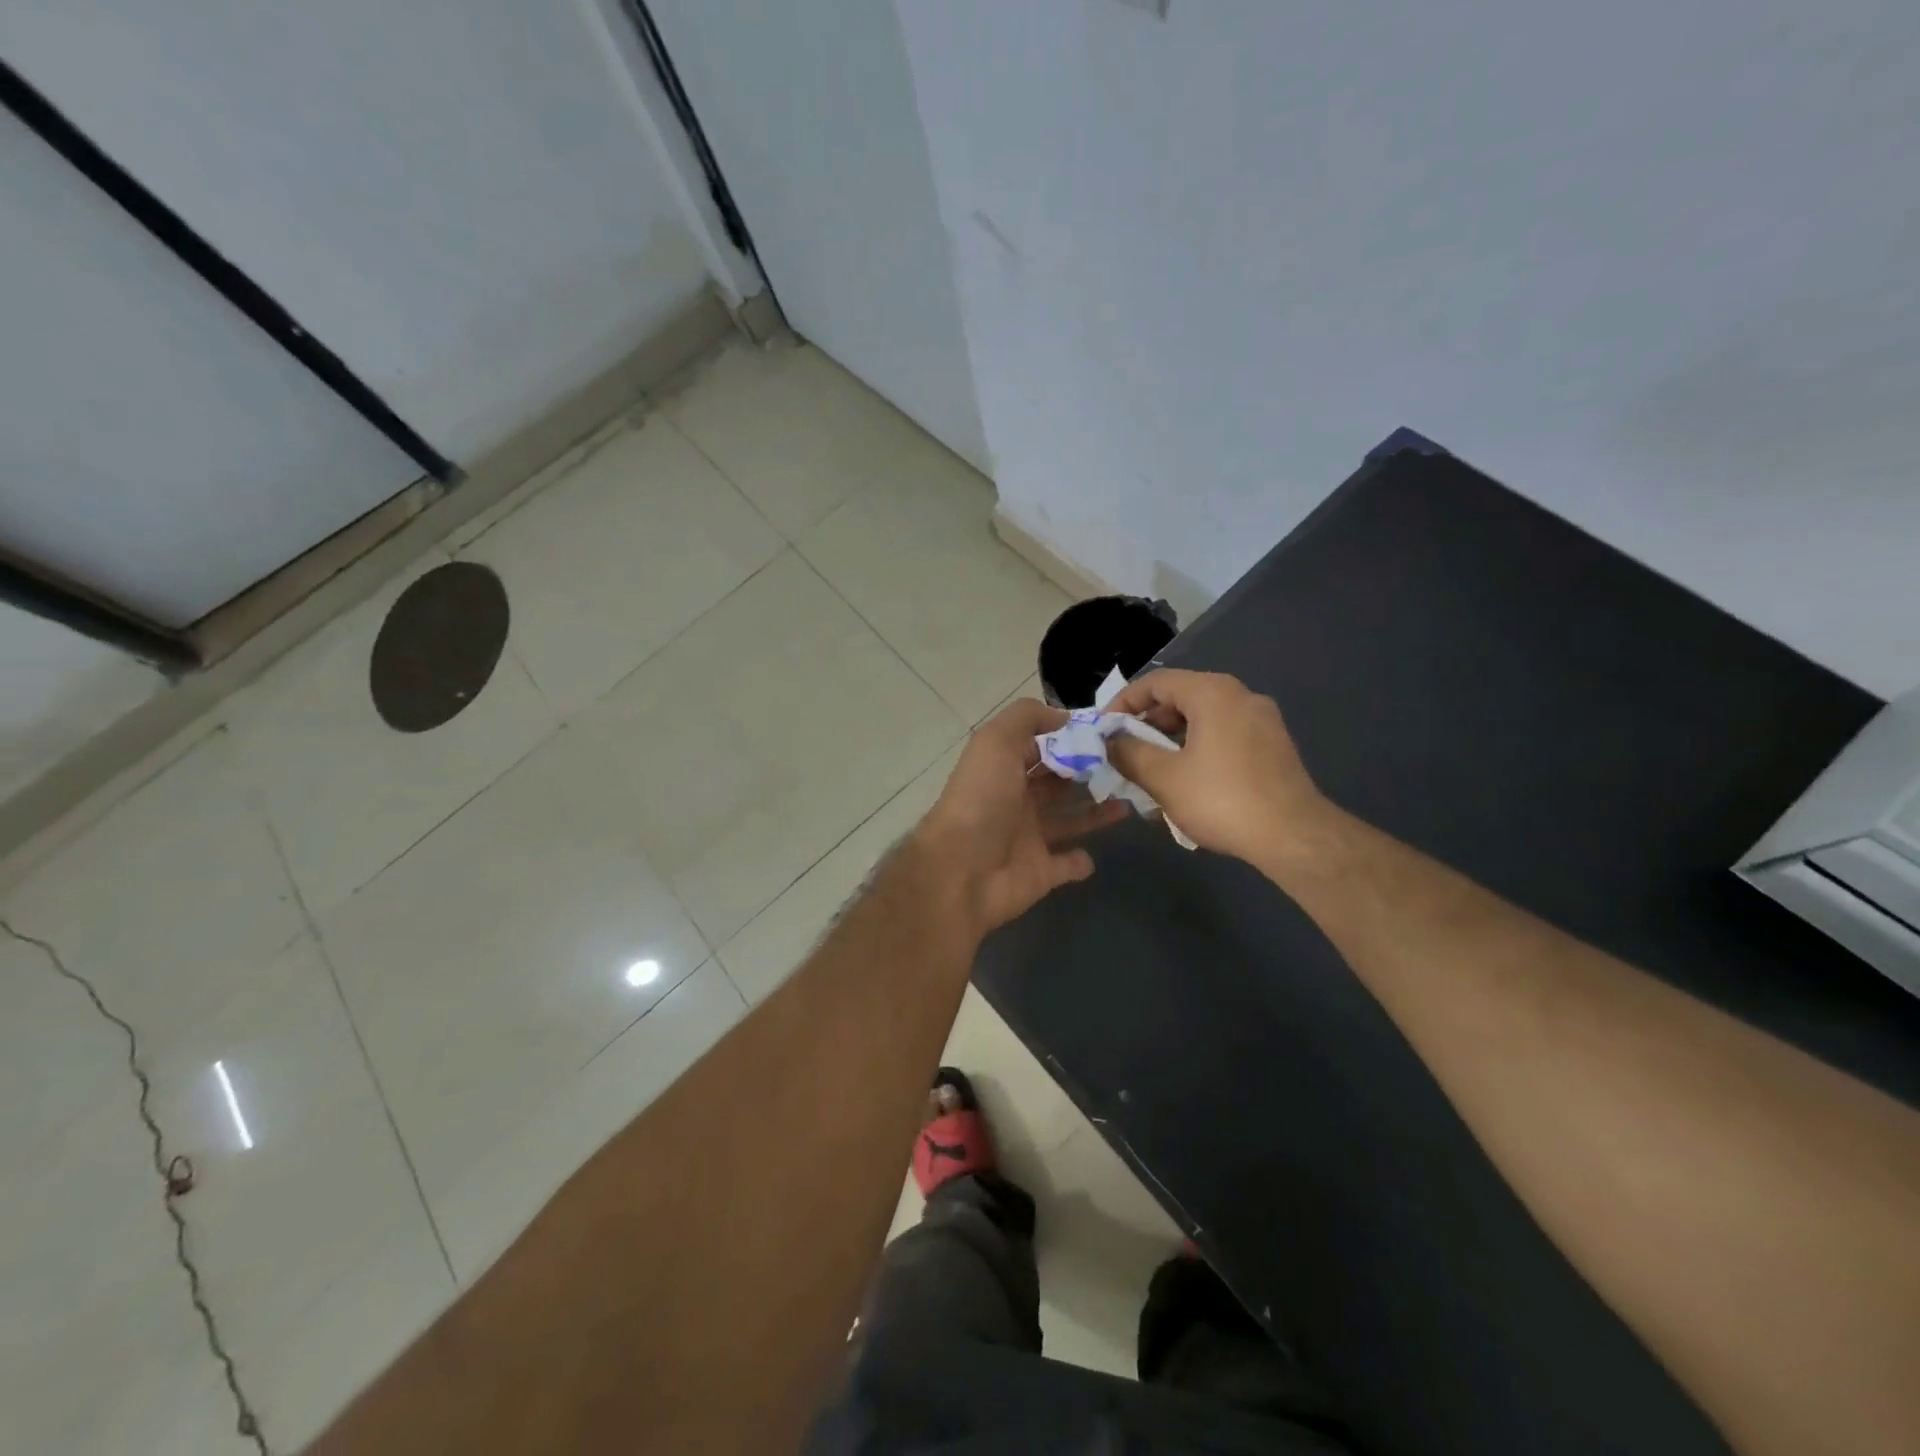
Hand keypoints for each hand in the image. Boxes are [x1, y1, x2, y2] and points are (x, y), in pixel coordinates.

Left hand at [915, 699, 1128, 936]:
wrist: (961, 870)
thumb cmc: (981, 800)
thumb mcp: (996, 742)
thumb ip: (1027, 719)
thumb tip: (1064, 717)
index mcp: (1005, 770)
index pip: (1040, 749)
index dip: (1069, 739)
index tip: (1108, 733)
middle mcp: (1017, 801)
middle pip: (1057, 784)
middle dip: (1088, 774)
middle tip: (1128, 766)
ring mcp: (1029, 839)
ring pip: (1069, 821)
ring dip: (1096, 812)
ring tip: (1128, 801)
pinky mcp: (1041, 873)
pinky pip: (1066, 865)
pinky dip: (1080, 861)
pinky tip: (1095, 854)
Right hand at [1105, 669, 1330, 865]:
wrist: (1294, 837)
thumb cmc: (1222, 799)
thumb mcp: (1163, 777)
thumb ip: (1129, 752)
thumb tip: (1110, 741)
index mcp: (1213, 693)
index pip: (1156, 682)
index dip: (1123, 703)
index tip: (1105, 730)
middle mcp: (1241, 696)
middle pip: (1181, 698)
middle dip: (1147, 725)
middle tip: (1125, 753)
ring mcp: (1263, 721)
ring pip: (1203, 720)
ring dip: (1171, 741)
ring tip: (1151, 773)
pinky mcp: (1274, 746)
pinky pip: (1224, 737)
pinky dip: (1198, 750)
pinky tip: (1187, 784)